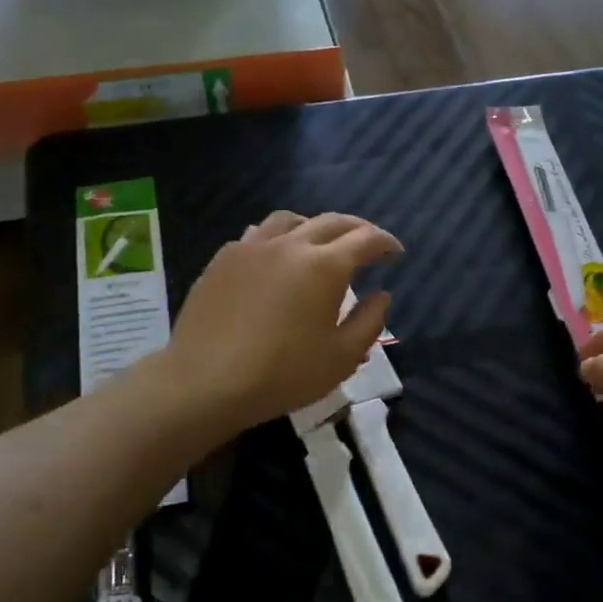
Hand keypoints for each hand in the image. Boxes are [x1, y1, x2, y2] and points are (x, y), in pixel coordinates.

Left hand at [163, 211, 401, 435]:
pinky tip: (275, 258)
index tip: (396, 253)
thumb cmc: (283, 374)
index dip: (386, 243)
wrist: (206, 382)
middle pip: (331, 221)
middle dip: (357, 229)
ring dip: (314, 226)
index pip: (366, 239)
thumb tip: (382, 295)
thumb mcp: (341, 357)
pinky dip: (278, 238)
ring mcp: (251, 248)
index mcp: (325, 266)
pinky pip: (257, 235)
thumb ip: (369, 322)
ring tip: (321, 244)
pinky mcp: (223, 260)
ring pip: (290, 219)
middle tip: (369, 244)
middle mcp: (290, 245)